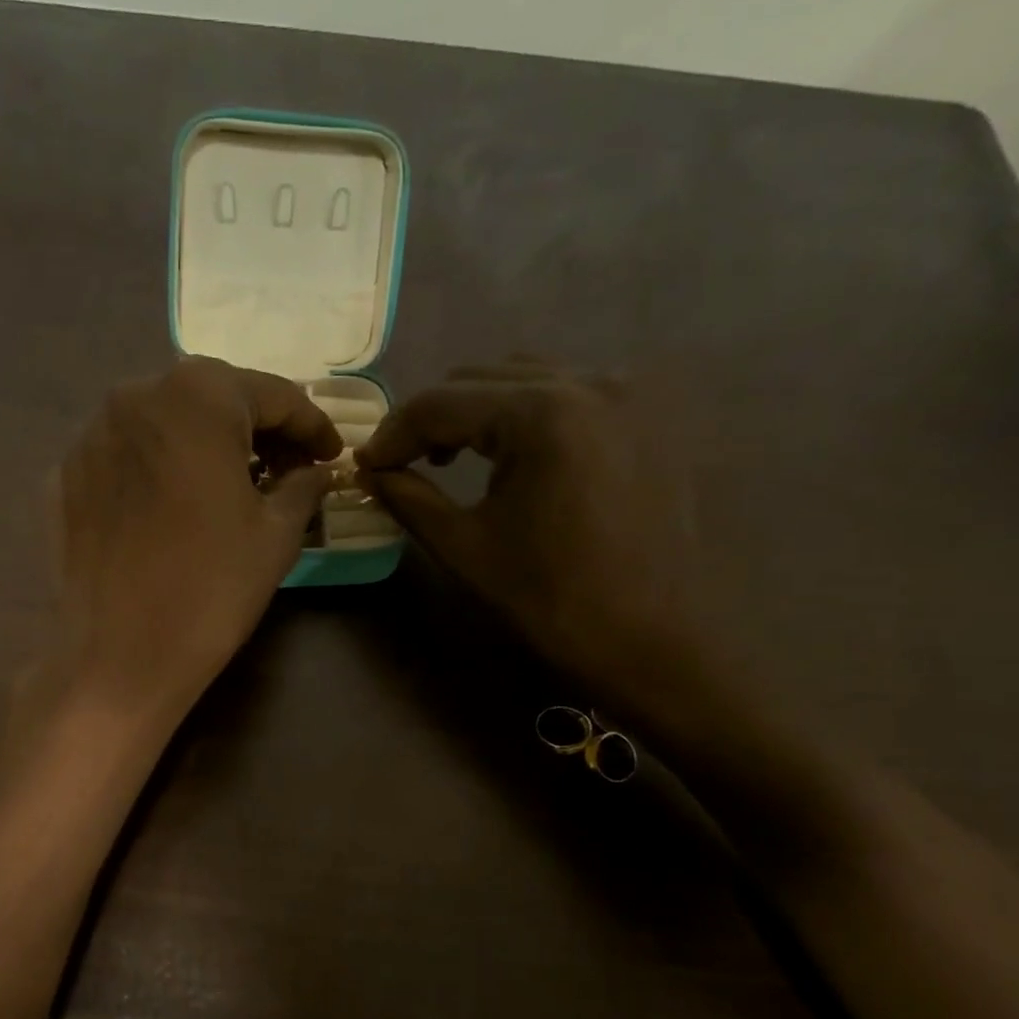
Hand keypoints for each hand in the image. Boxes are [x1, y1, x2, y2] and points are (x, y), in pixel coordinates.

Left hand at [50, 357, 340, 725]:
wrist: (119, 656)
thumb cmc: (212, 588)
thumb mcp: (276, 534)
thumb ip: (303, 486)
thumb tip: (315, 471)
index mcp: (198, 396)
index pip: (272, 394)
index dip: (311, 425)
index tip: (332, 455)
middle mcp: (136, 395)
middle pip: (213, 399)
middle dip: (256, 430)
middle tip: (287, 469)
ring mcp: (91, 434)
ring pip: (165, 424)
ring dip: (205, 446)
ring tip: (231, 486)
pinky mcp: (64, 475)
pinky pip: (127, 457)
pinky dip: (160, 470)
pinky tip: (175, 507)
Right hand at [357, 358, 700, 705]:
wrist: (652, 641)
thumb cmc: (552, 600)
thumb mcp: (466, 548)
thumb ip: (409, 498)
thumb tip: (370, 473)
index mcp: (543, 413)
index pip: (442, 401)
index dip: (393, 433)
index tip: (366, 467)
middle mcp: (590, 381)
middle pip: (482, 377)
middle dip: (432, 418)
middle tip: (403, 465)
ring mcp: (626, 395)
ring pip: (525, 378)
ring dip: (477, 411)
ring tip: (453, 459)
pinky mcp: (646, 417)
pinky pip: (567, 394)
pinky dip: (524, 415)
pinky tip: (511, 457)